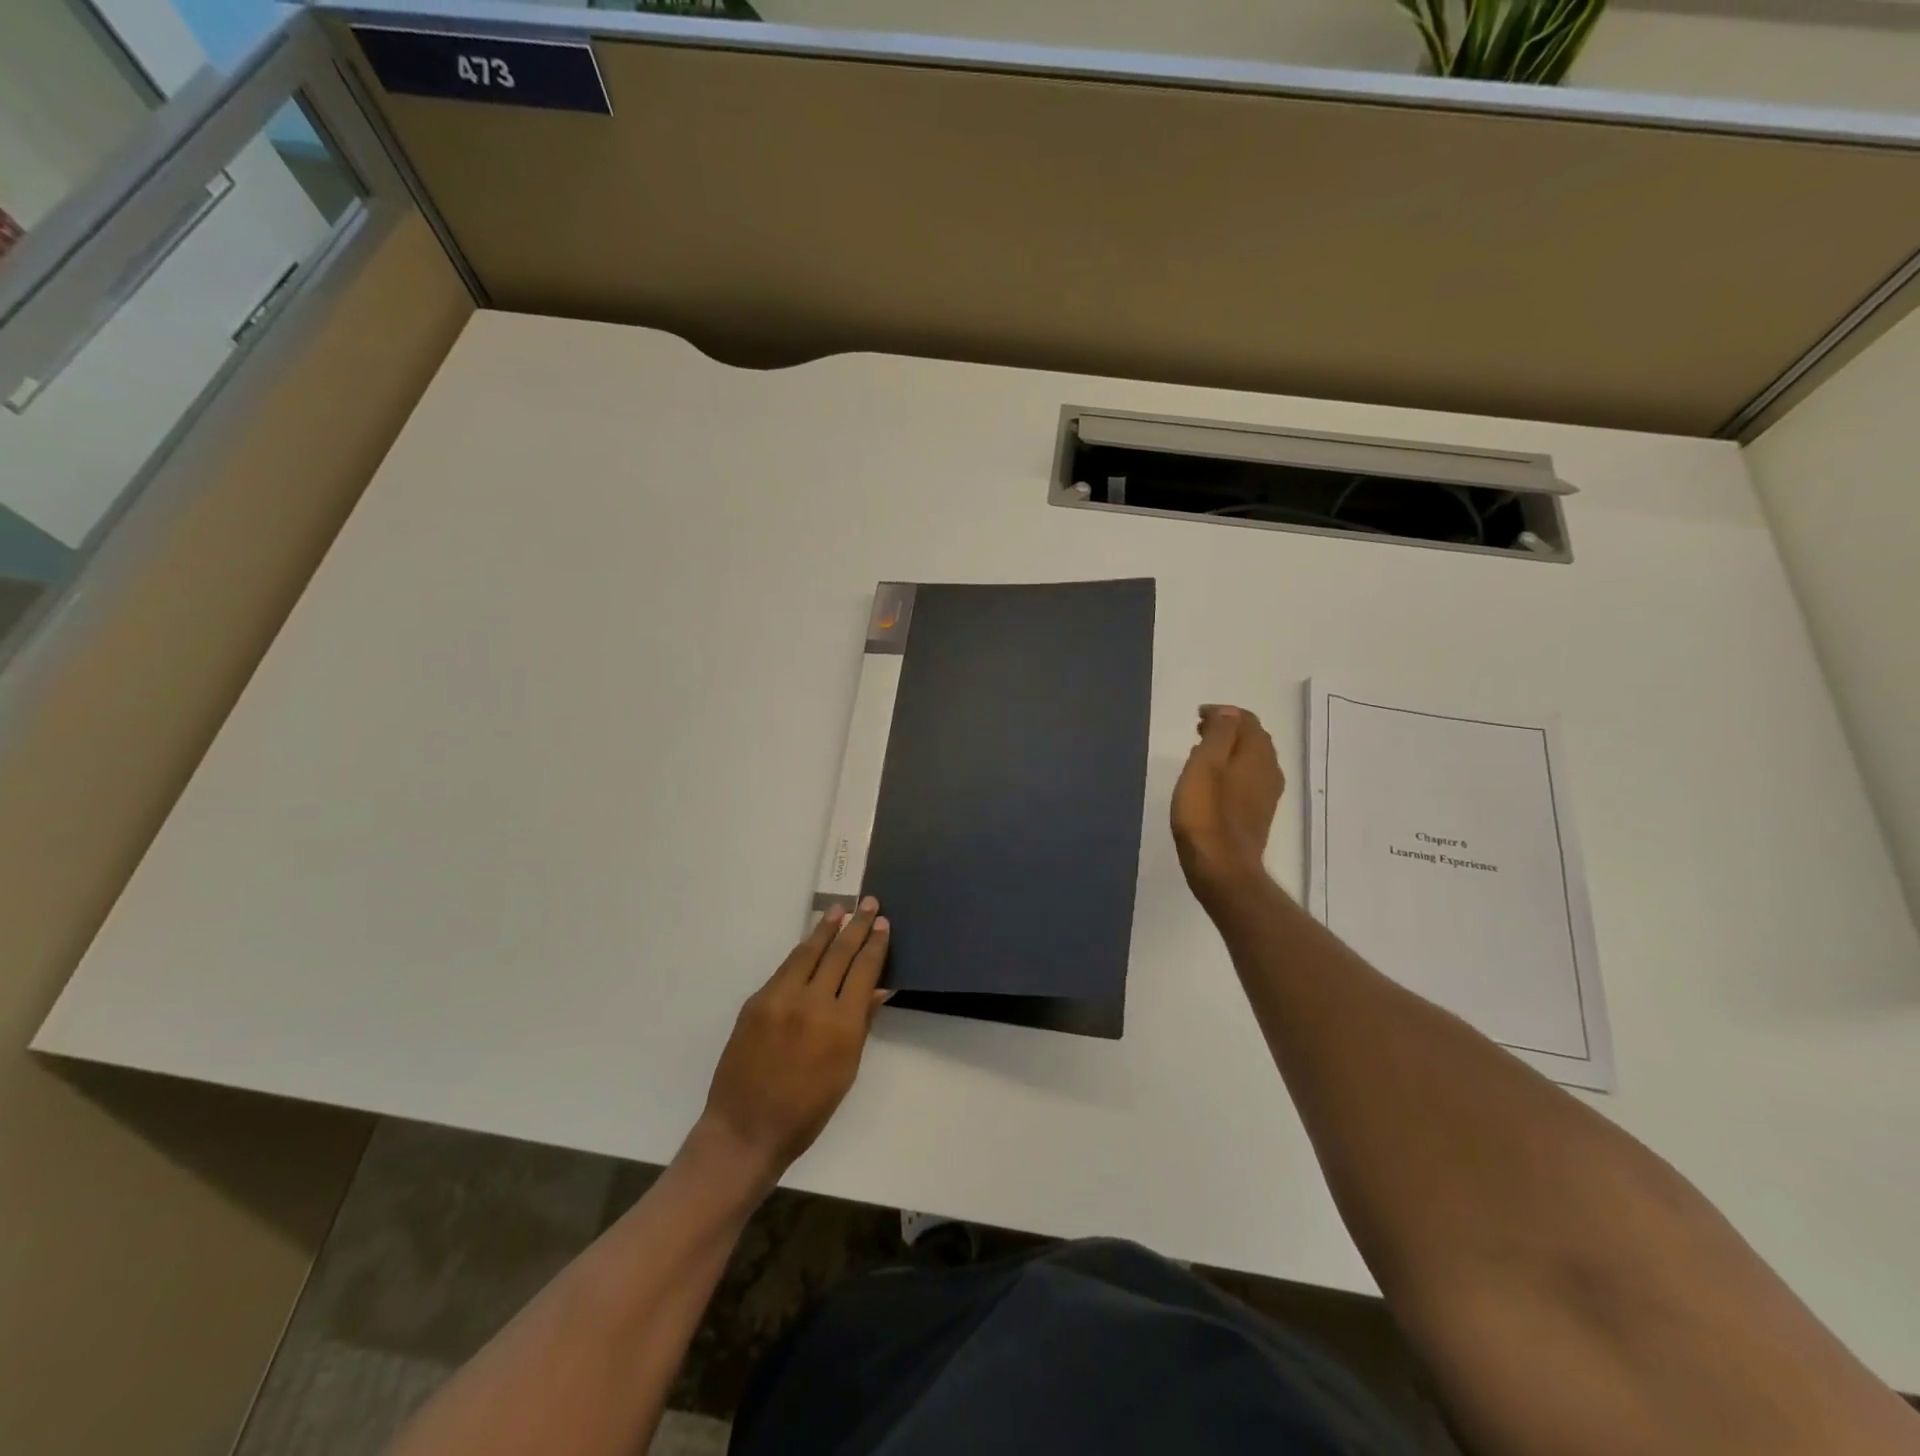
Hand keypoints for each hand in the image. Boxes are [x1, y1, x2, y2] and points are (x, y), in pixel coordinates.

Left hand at [695, 898, 890, 1191]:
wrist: (746, 1128)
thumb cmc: (806, 1110)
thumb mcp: (846, 1070)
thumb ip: (861, 1023)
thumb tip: (879, 988)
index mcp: (841, 1024)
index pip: (864, 970)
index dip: (875, 944)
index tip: (883, 923)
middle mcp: (812, 1002)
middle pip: (839, 953)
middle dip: (856, 926)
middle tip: (868, 902)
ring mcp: (780, 998)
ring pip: (808, 952)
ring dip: (825, 929)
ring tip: (838, 910)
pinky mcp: (757, 1001)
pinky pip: (785, 968)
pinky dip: (801, 951)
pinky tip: (810, 943)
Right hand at [1171, 704, 1282, 907]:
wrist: (1221, 868)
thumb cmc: (1206, 814)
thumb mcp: (1205, 764)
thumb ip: (1219, 733)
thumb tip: (1229, 712)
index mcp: (1257, 754)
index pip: (1246, 720)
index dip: (1222, 713)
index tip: (1197, 717)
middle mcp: (1269, 769)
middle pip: (1252, 738)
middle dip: (1227, 729)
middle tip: (1198, 731)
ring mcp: (1266, 794)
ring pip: (1251, 759)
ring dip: (1229, 750)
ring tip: (1201, 753)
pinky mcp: (1258, 813)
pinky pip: (1248, 779)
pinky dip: (1231, 770)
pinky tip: (1212, 782)